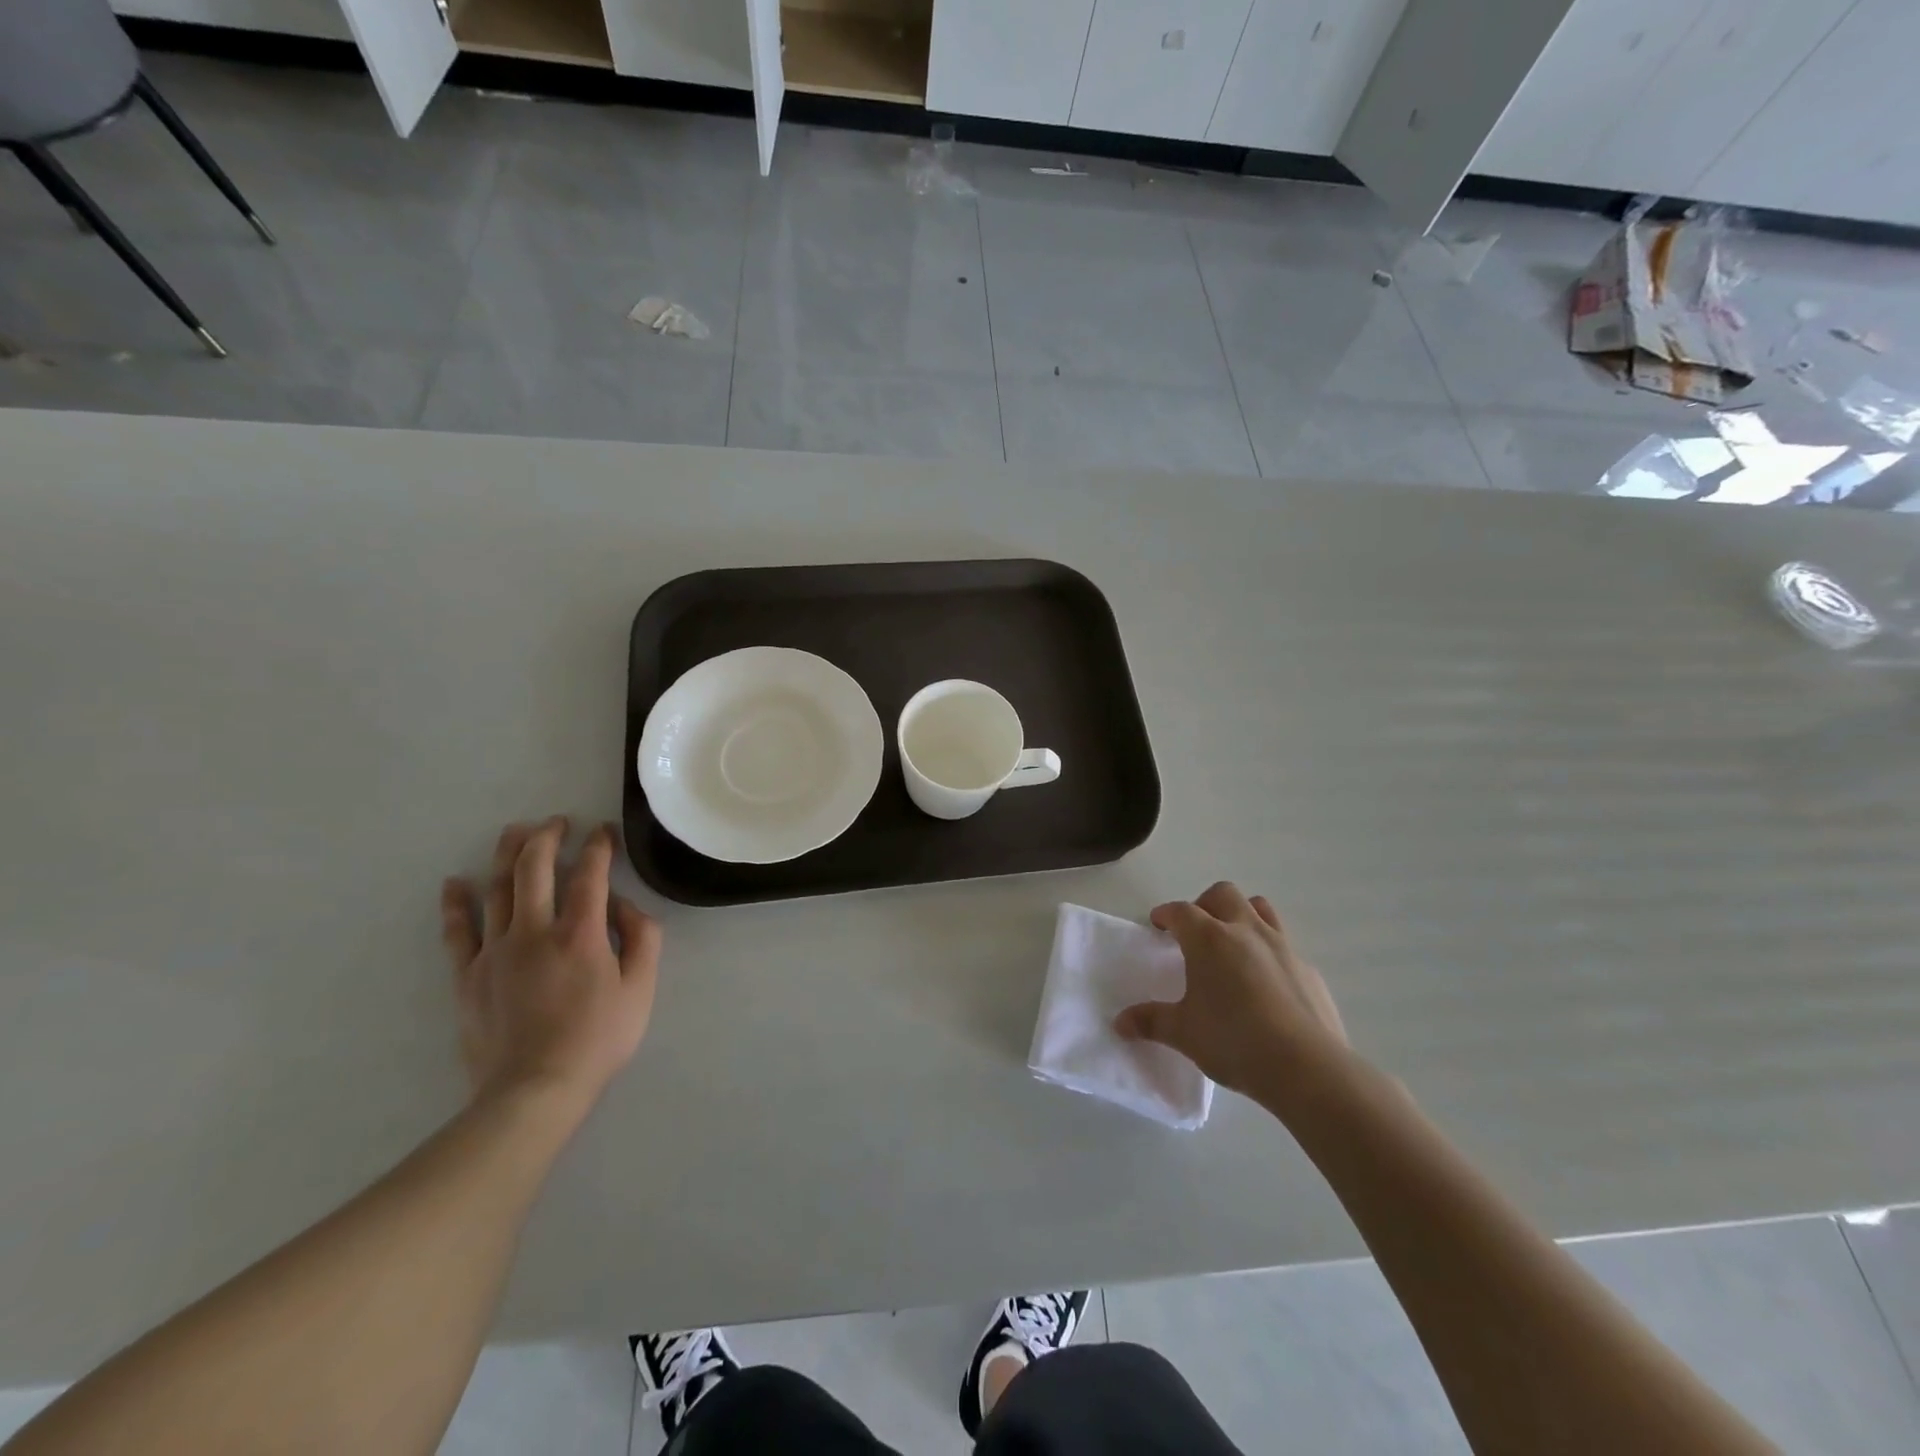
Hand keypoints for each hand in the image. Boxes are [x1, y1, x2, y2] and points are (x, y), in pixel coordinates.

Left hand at [441, 817, 661, 1111]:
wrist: (533, 1090)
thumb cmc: (597, 1038)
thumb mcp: (641, 989)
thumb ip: (642, 938)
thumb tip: (623, 905)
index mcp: (581, 933)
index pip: (591, 874)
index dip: (598, 847)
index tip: (603, 832)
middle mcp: (534, 930)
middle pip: (535, 868)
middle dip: (547, 837)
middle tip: (557, 822)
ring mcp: (495, 950)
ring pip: (497, 888)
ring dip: (507, 854)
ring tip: (515, 832)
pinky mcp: (468, 975)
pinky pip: (458, 931)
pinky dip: (456, 903)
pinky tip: (455, 882)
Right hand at [1115, 882, 1346, 1095]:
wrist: (1307, 1067)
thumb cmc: (1233, 1041)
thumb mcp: (1183, 1033)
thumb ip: (1151, 1022)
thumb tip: (1120, 1023)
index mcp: (1209, 939)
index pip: (1181, 911)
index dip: (1166, 914)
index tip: (1158, 923)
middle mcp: (1245, 931)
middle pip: (1223, 894)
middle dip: (1205, 904)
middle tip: (1195, 930)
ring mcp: (1282, 946)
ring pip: (1260, 908)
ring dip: (1242, 915)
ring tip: (1232, 943)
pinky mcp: (1308, 969)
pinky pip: (1284, 945)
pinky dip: (1269, 951)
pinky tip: (1266, 983)